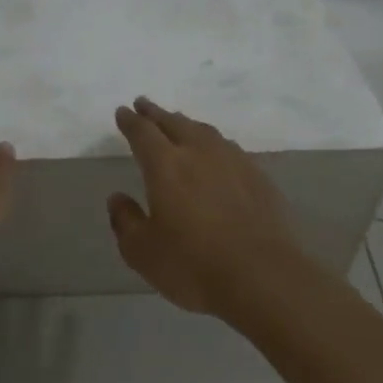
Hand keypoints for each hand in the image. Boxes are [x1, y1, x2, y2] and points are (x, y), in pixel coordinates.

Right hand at [108, 97, 310, 317]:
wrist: (264, 277)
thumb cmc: (193, 265)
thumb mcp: (143, 251)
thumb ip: (125, 221)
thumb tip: (117, 198)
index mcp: (165, 166)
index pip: (143, 133)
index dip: (130, 121)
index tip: (124, 112)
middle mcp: (199, 153)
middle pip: (174, 123)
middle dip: (156, 113)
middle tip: (144, 105)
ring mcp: (233, 162)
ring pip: (204, 131)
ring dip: (186, 124)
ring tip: (178, 123)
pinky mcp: (258, 177)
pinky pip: (228, 148)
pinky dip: (213, 143)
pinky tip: (215, 153)